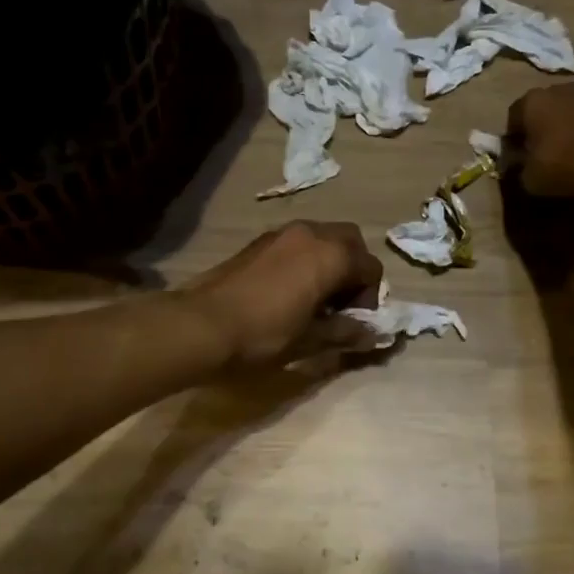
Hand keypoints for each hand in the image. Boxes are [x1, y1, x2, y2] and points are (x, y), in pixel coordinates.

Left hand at [186, 222, 384, 369]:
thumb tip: (370, 334)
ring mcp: (282, 233)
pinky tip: (288, 291)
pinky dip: (305, 259)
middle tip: (340, 303)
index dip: (369, 297)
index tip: (352, 322)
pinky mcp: (259, 240)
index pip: (371, 268)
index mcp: (331, 255)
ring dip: (329, 261)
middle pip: (350, 241)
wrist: (202, 325)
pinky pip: (297, 242)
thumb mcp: (310, 341)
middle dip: (353, 269)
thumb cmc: (263, 335)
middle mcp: (311, 233)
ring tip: (314, 298)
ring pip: (322, 237)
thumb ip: (345, 332)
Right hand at [506, 83, 573, 196]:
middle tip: (541, 155)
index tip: (518, 159)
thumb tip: (522, 166)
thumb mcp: (531, 178)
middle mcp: (554, 90)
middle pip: (539, 112)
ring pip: (564, 113)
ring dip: (562, 129)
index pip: (512, 120)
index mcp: (530, 102)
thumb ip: (520, 170)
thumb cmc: (564, 161)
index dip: (513, 141)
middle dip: (538, 131)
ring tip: (567, 154)